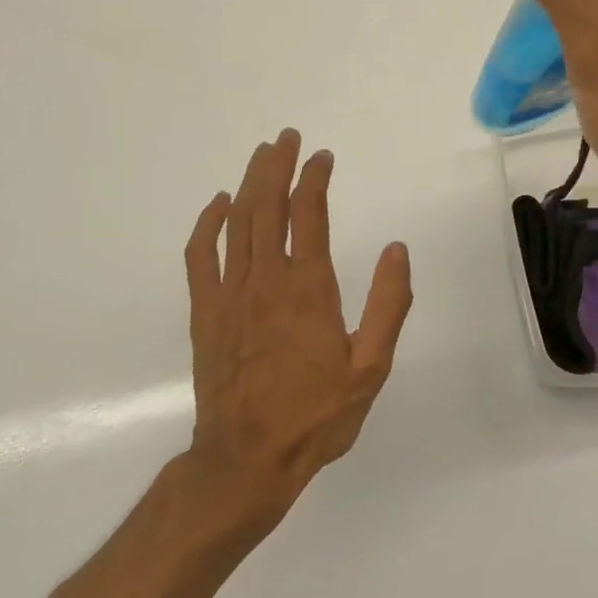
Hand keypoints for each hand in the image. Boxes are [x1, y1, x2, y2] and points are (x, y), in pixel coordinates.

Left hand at [183, 129, 412, 531]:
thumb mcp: (370, 368)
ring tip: (262, 154)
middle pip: (268, 206)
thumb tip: (396, 250)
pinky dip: (208, 224)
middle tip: (287, 137)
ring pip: (238, 222)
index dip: (315, 178)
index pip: (309, 214)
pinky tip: (219, 204)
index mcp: (308, 289)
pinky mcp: (205, 312)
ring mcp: (230, 293)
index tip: (323, 157)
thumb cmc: (315, 415)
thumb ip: (387, 305)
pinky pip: (201, 255)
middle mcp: (266, 279)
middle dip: (278, 165)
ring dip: (250, 183)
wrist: (246, 459)